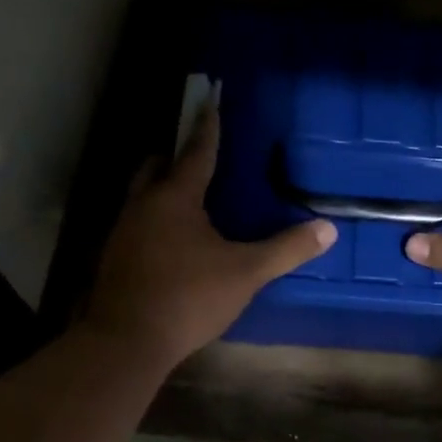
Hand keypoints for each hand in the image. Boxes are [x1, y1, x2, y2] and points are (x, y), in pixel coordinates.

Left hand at [87, 104, 335, 368]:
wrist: (126, 341)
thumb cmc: (188, 297)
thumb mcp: (245, 273)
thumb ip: (286, 249)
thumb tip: (327, 229)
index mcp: (175, 198)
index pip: (196, 151)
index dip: (208, 126)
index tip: (211, 100)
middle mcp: (143, 205)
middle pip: (156, 166)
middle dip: (175, 155)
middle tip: (197, 155)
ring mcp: (123, 232)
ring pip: (142, 195)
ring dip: (162, 188)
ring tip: (188, 198)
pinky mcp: (114, 258)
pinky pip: (136, 223)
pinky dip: (154, 219)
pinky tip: (171, 241)